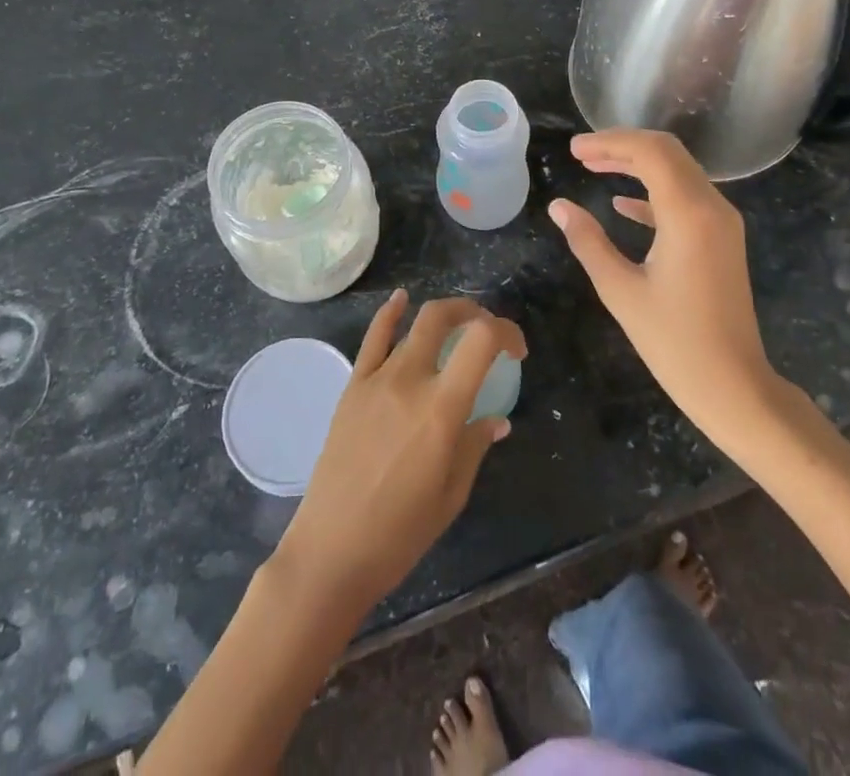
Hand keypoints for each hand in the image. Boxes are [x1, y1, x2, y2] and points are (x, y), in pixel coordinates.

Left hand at [273, 290, 525, 616]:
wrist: (332, 550)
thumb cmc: (401, 533)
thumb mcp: (452, 494)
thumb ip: (475, 446)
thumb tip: (496, 419)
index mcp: (441, 409)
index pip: (481, 341)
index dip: (507, 333)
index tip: (517, 351)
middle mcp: (409, 380)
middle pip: (443, 316)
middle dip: (473, 313)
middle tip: (487, 332)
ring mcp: (376, 379)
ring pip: (412, 325)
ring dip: (441, 317)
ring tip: (456, 327)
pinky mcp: (352, 386)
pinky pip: (373, 338)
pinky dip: (390, 313)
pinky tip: (401, 300)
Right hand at [548, 129, 784, 449]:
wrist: (735, 386)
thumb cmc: (674, 342)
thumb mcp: (620, 290)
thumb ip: (588, 241)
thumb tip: (559, 206)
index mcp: (688, 214)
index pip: (650, 152)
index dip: (610, 142)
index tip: (575, 150)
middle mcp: (712, 207)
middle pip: (667, 152)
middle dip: (622, 146)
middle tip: (581, 154)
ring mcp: (722, 223)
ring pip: (678, 171)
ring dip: (637, 164)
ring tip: (594, 168)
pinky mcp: (721, 239)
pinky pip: (686, 198)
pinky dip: (653, 191)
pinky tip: (621, 204)